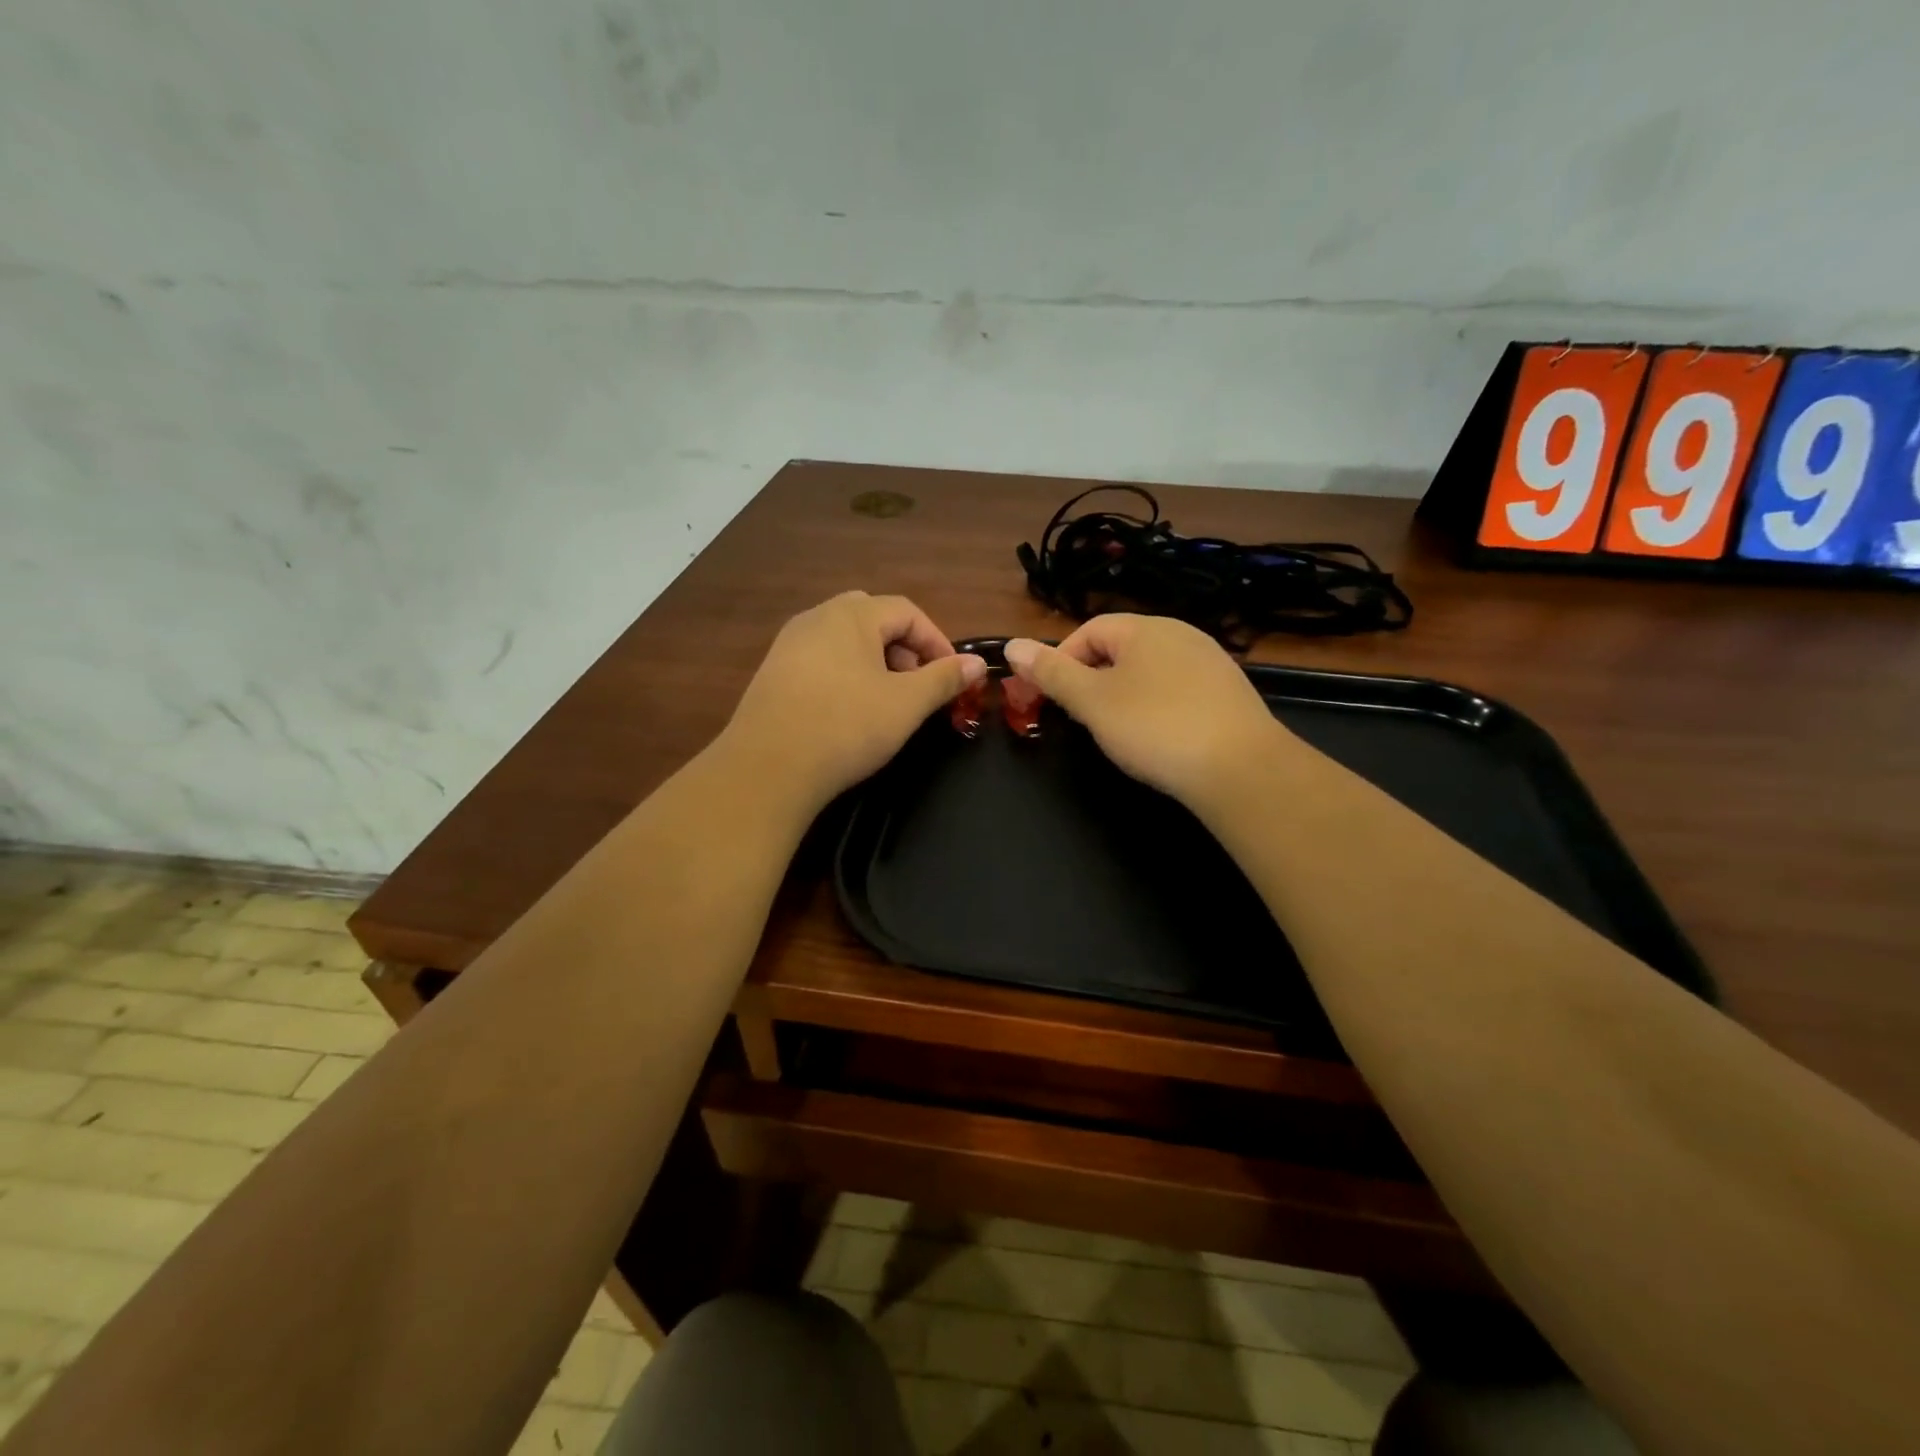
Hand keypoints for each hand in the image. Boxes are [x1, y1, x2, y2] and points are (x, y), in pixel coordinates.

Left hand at [719, 592, 985, 812]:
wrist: (767, 768)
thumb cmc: (846, 726)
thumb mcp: (906, 704)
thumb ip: (944, 678)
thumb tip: (976, 664)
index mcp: (850, 615)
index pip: (906, 611)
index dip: (936, 640)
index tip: (951, 677)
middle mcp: (816, 618)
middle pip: (873, 619)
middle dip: (904, 648)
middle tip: (916, 685)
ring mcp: (788, 644)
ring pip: (845, 640)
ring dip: (875, 662)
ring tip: (886, 701)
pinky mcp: (773, 673)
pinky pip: (821, 660)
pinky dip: (845, 674)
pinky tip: (848, 711)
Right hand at [1004, 615, 1288, 810]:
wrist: (1240, 768)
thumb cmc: (1155, 728)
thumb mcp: (1092, 702)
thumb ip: (1051, 673)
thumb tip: (1011, 645)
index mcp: (1145, 628)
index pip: (1089, 631)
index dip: (1062, 662)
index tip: (1051, 700)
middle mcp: (1181, 634)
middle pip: (1120, 649)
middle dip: (1093, 680)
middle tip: (1082, 720)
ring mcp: (1210, 662)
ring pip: (1150, 671)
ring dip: (1124, 696)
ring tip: (1119, 732)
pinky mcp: (1229, 692)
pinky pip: (1178, 690)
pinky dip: (1158, 708)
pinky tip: (1160, 738)